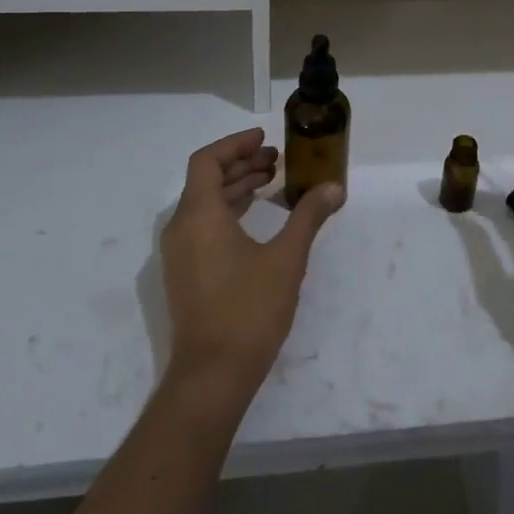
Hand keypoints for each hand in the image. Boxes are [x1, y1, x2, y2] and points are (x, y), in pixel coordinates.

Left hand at [160, 127, 344, 406]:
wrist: (213, 375)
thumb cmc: (249, 309)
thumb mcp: (287, 259)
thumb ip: (308, 217)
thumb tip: (333, 188)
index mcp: (199, 215)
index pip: (207, 161)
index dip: (235, 144)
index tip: (264, 139)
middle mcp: (181, 228)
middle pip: (206, 180)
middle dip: (241, 164)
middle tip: (276, 160)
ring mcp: (180, 253)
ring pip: (204, 204)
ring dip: (236, 187)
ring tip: (271, 182)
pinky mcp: (185, 273)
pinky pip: (203, 225)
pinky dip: (228, 211)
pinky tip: (256, 218)